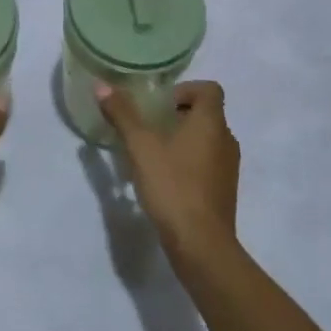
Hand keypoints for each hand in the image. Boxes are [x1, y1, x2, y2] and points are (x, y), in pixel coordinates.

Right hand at [98, 81, 237, 263]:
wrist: (201, 246)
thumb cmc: (173, 186)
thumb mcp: (140, 146)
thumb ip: (122, 114)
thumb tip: (101, 85)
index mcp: (211, 123)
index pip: (209, 89)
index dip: (185, 89)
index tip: (159, 104)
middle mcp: (226, 140)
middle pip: (206, 114)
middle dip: (177, 115)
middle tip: (148, 126)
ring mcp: (228, 168)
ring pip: (206, 140)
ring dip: (182, 140)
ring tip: (152, 153)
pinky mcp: (224, 191)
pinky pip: (207, 163)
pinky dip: (188, 162)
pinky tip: (164, 179)